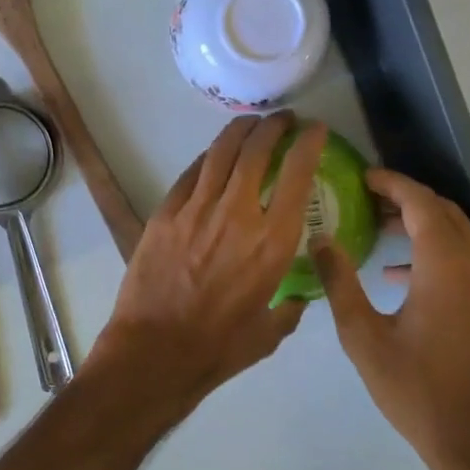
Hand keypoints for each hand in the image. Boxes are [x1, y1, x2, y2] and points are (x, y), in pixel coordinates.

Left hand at [96, 113, 328, 413]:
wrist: (156, 349)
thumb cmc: (219, 347)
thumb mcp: (270, 332)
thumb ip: (289, 309)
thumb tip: (297, 298)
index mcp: (273, 242)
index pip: (297, 176)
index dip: (308, 144)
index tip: (314, 130)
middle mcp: (238, 214)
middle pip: (256, 151)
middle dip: (272, 126)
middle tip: (281, 119)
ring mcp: (197, 209)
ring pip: (220, 153)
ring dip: (239, 131)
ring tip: (250, 123)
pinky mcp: (166, 213)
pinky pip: (191, 174)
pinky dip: (208, 158)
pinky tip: (214, 156)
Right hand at [310, 169, 469, 469]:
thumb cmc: (416, 389)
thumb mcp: (363, 336)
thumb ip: (339, 281)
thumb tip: (320, 240)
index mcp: (445, 266)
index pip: (421, 203)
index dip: (391, 184)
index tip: (361, 178)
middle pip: (443, 212)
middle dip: (406, 198)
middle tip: (366, 198)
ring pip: (458, 234)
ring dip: (421, 223)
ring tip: (379, 228)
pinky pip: (466, 258)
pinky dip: (435, 250)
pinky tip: (400, 275)